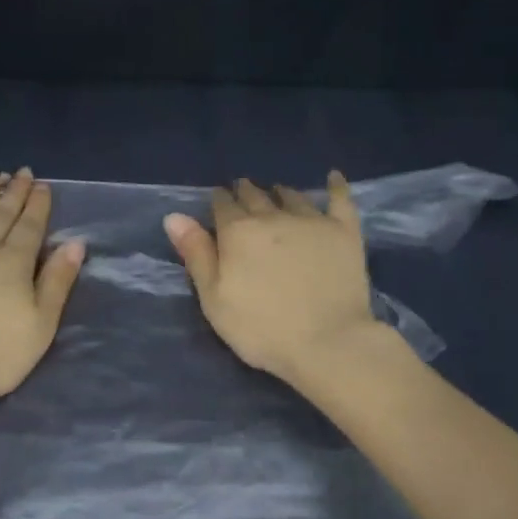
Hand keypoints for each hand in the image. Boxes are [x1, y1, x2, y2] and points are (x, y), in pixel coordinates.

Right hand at [163, 173, 383, 385]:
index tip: (218, 201)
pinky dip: (336, 186)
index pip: (222, 204)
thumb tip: (174, 216)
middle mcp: (272, 216)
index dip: (218, 201)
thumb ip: (196, 254)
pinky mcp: (343, 231)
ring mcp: (311, 220)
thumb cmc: (261, 329)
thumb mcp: (214, 299)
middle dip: (245, 192)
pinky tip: (333, 176)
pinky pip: (340, 199)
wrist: (327, 343)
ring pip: (291, 195)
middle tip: (243, 192)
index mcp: (238, 231)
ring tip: (276, 192)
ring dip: (279, 192)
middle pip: (254, 195)